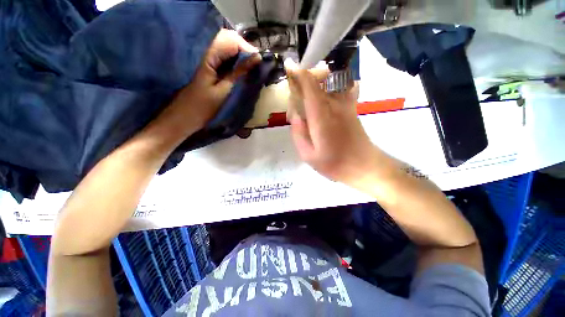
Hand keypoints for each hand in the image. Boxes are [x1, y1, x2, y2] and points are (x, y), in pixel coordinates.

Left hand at [163, 29, 260, 131]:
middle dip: (245, 48)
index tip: (260, 60)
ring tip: (253, 65)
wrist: (184, 117)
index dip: (247, 47)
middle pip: (228, 39)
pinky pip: (225, 58)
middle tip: (257, 62)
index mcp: (208, 57)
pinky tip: (243, 69)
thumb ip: (239, 73)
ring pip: (227, 48)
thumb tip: (256, 58)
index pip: (230, 40)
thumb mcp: (224, 90)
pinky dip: (236, 61)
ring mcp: (208, 60)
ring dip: (241, 54)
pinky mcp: (210, 68)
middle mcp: (207, 53)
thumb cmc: (204, 107)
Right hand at [286, 62, 381, 187]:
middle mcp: (334, 105)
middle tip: (295, 95)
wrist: (365, 166)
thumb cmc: (335, 164)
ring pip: (331, 80)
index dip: (298, 73)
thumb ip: (298, 133)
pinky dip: (335, 83)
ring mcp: (346, 105)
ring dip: (317, 79)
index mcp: (321, 117)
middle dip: (303, 79)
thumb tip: (295, 115)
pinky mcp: (352, 108)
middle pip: (319, 79)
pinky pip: (344, 87)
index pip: (309, 85)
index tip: (289, 66)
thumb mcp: (308, 155)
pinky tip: (329, 91)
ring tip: (308, 92)